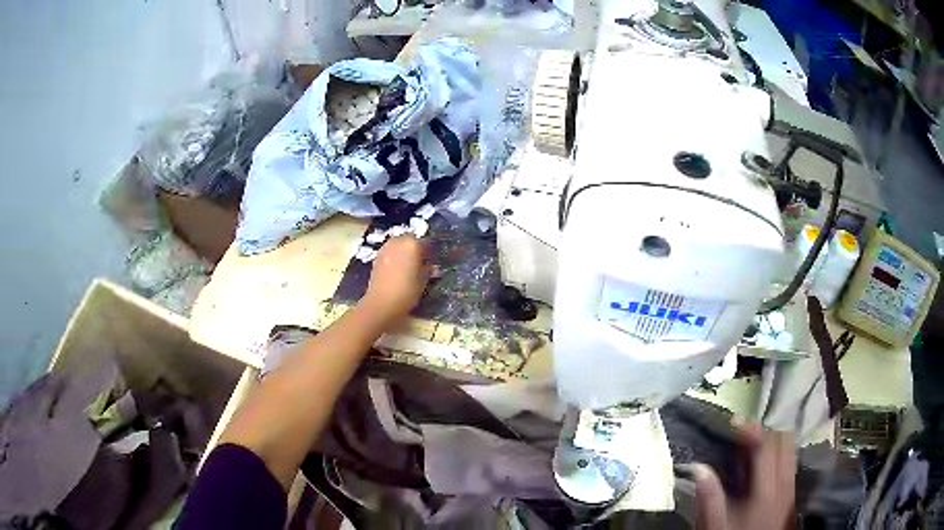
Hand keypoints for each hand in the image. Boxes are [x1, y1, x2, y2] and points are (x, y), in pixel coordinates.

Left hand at [360, 236, 429, 325]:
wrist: (382, 303)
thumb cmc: (407, 291)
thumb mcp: (423, 281)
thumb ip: (428, 270)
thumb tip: (431, 267)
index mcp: (413, 243)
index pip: (426, 243)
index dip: (430, 253)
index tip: (433, 262)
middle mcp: (398, 241)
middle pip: (410, 241)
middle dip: (416, 250)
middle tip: (421, 264)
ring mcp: (385, 248)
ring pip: (399, 246)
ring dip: (404, 253)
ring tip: (409, 268)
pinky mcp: (376, 257)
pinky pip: (390, 253)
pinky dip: (395, 258)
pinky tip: (397, 271)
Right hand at [693, 424, 795, 529]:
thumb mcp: (716, 522)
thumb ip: (709, 495)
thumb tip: (698, 467)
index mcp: (766, 487)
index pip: (766, 445)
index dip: (751, 430)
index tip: (736, 422)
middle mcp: (783, 481)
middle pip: (782, 439)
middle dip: (764, 432)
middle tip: (744, 433)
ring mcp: (790, 484)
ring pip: (790, 446)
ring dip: (773, 439)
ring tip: (755, 444)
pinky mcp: (790, 489)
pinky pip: (791, 459)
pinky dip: (780, 451)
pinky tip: (765, 461)